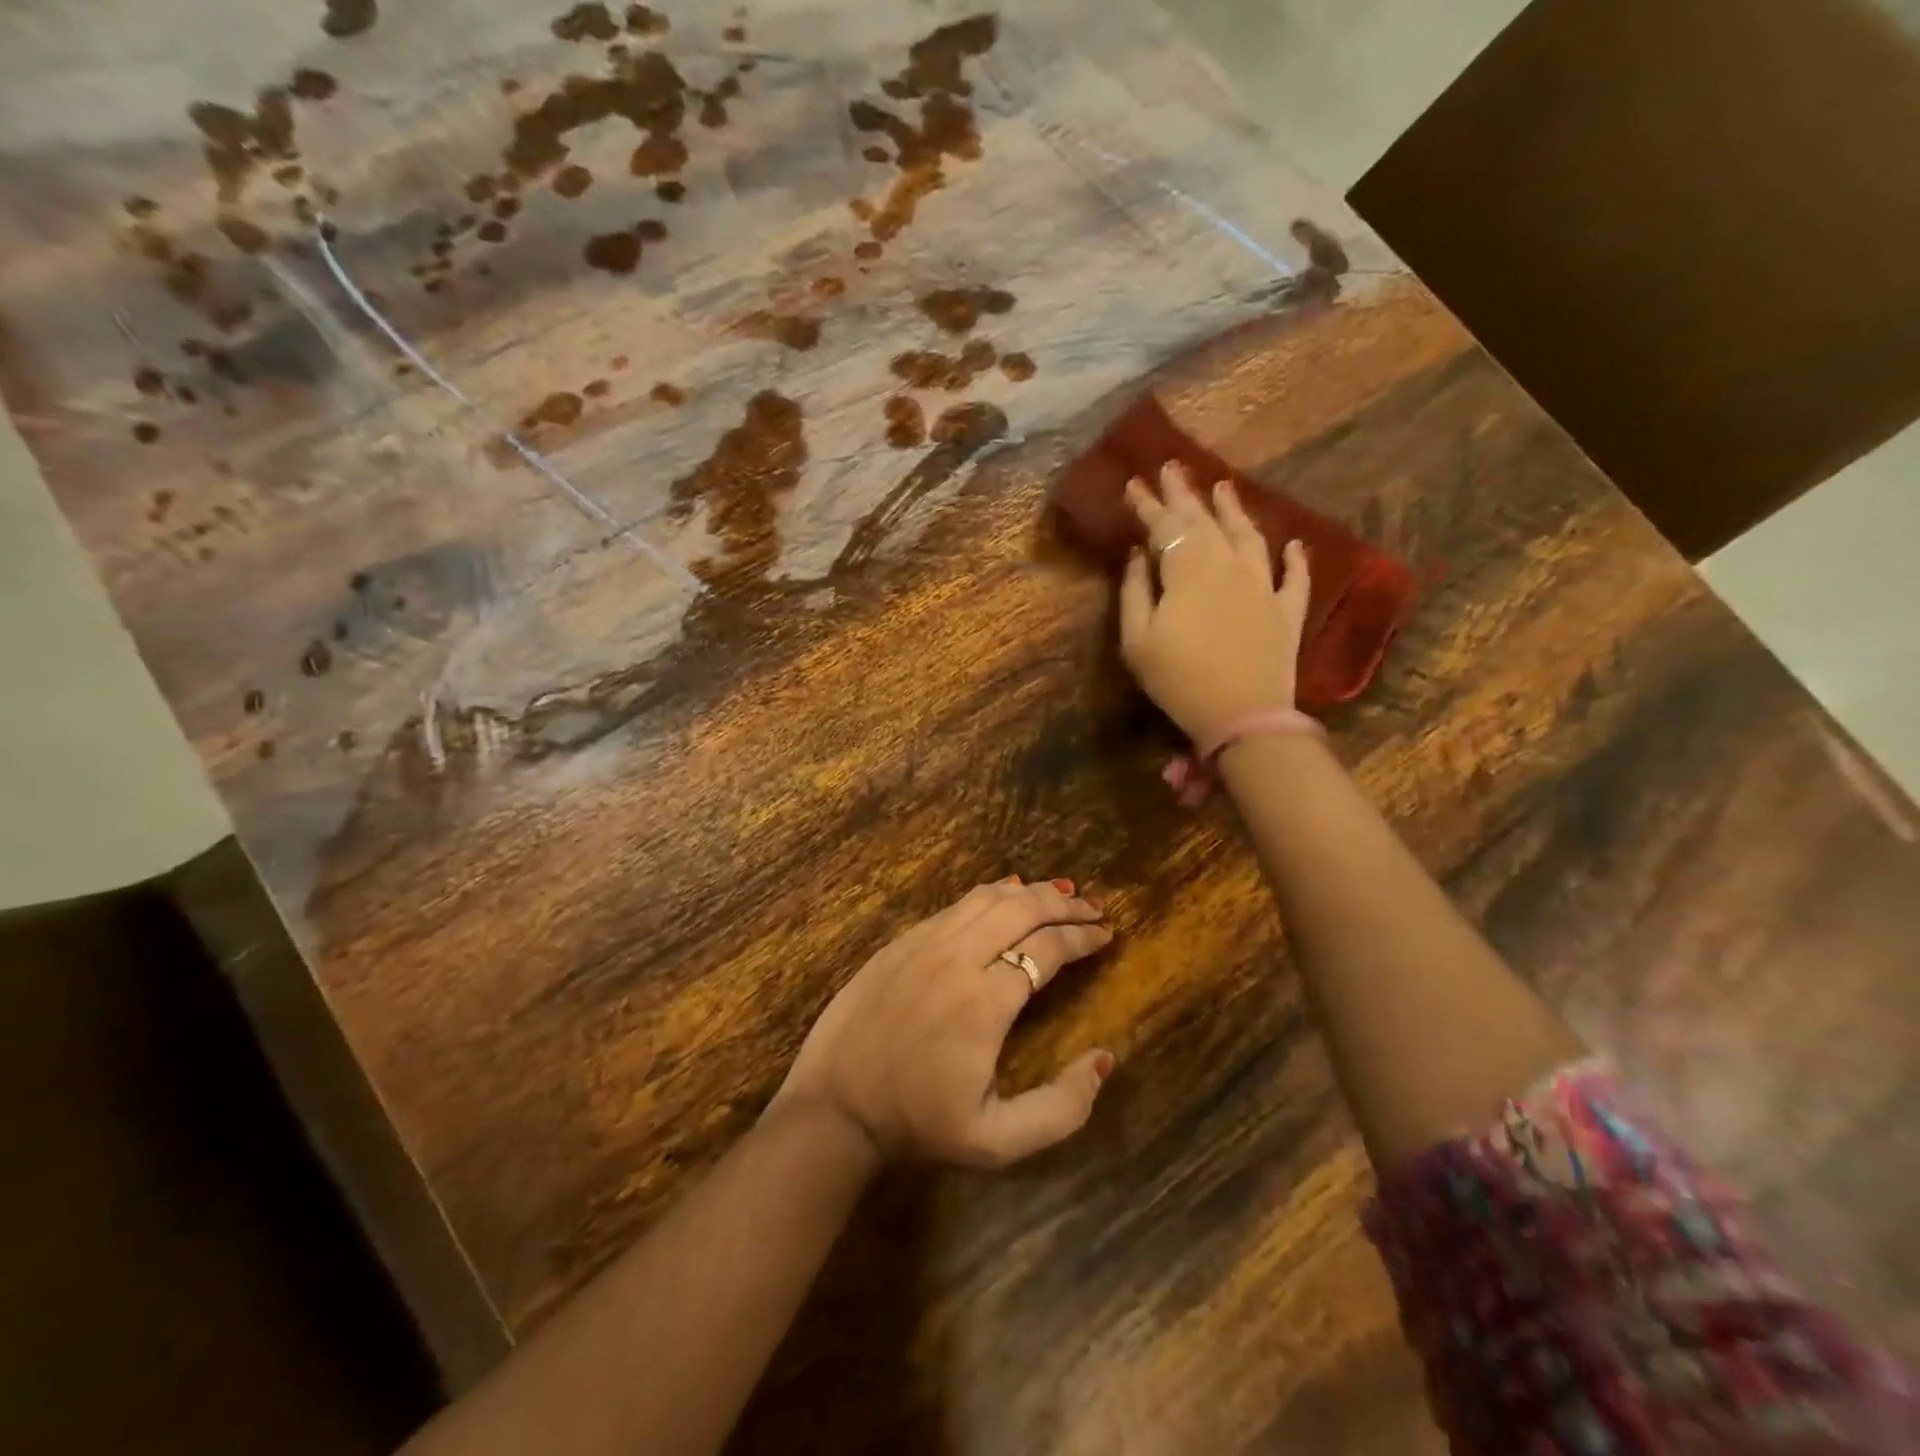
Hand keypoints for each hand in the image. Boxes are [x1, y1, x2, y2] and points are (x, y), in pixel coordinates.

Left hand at [773, 879, 1114, 1167]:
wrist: (834, 1107)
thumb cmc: (918, 1124)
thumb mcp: (998, 1141)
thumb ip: (1062, 1107)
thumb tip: (1104, 1058)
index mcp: (986, 1002)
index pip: (1048, 949)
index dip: (1083, 937)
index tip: (1107, 933)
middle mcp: (958, 958)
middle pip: (1022, 909)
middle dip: (1065, 904)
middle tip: (1093, 906)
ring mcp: (924, 942)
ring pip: (988, 898)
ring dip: (1030, 891)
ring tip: (1059, 893)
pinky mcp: (901, 941)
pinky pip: (956, 904)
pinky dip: (990, 893)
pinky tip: (1006, 892)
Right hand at [1120, 462, 1310, 746]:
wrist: (1242, 716)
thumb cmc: (1178, 680)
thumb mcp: (1138, 640)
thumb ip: (1135, 592)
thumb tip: (1139, 554)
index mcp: (1189, 570)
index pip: (1165, 526)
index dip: (1147, 504)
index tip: (1133, 483)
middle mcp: (1228, 565)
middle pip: (1205, 521)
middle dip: (1185, 493)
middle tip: (1173, 467)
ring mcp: (1263, 586)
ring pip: (1249, 536)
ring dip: (1234, 510)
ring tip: (1223, 488)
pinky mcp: (1287, 611)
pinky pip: (1294, 577)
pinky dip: (1294, 558)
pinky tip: (1294, 544)